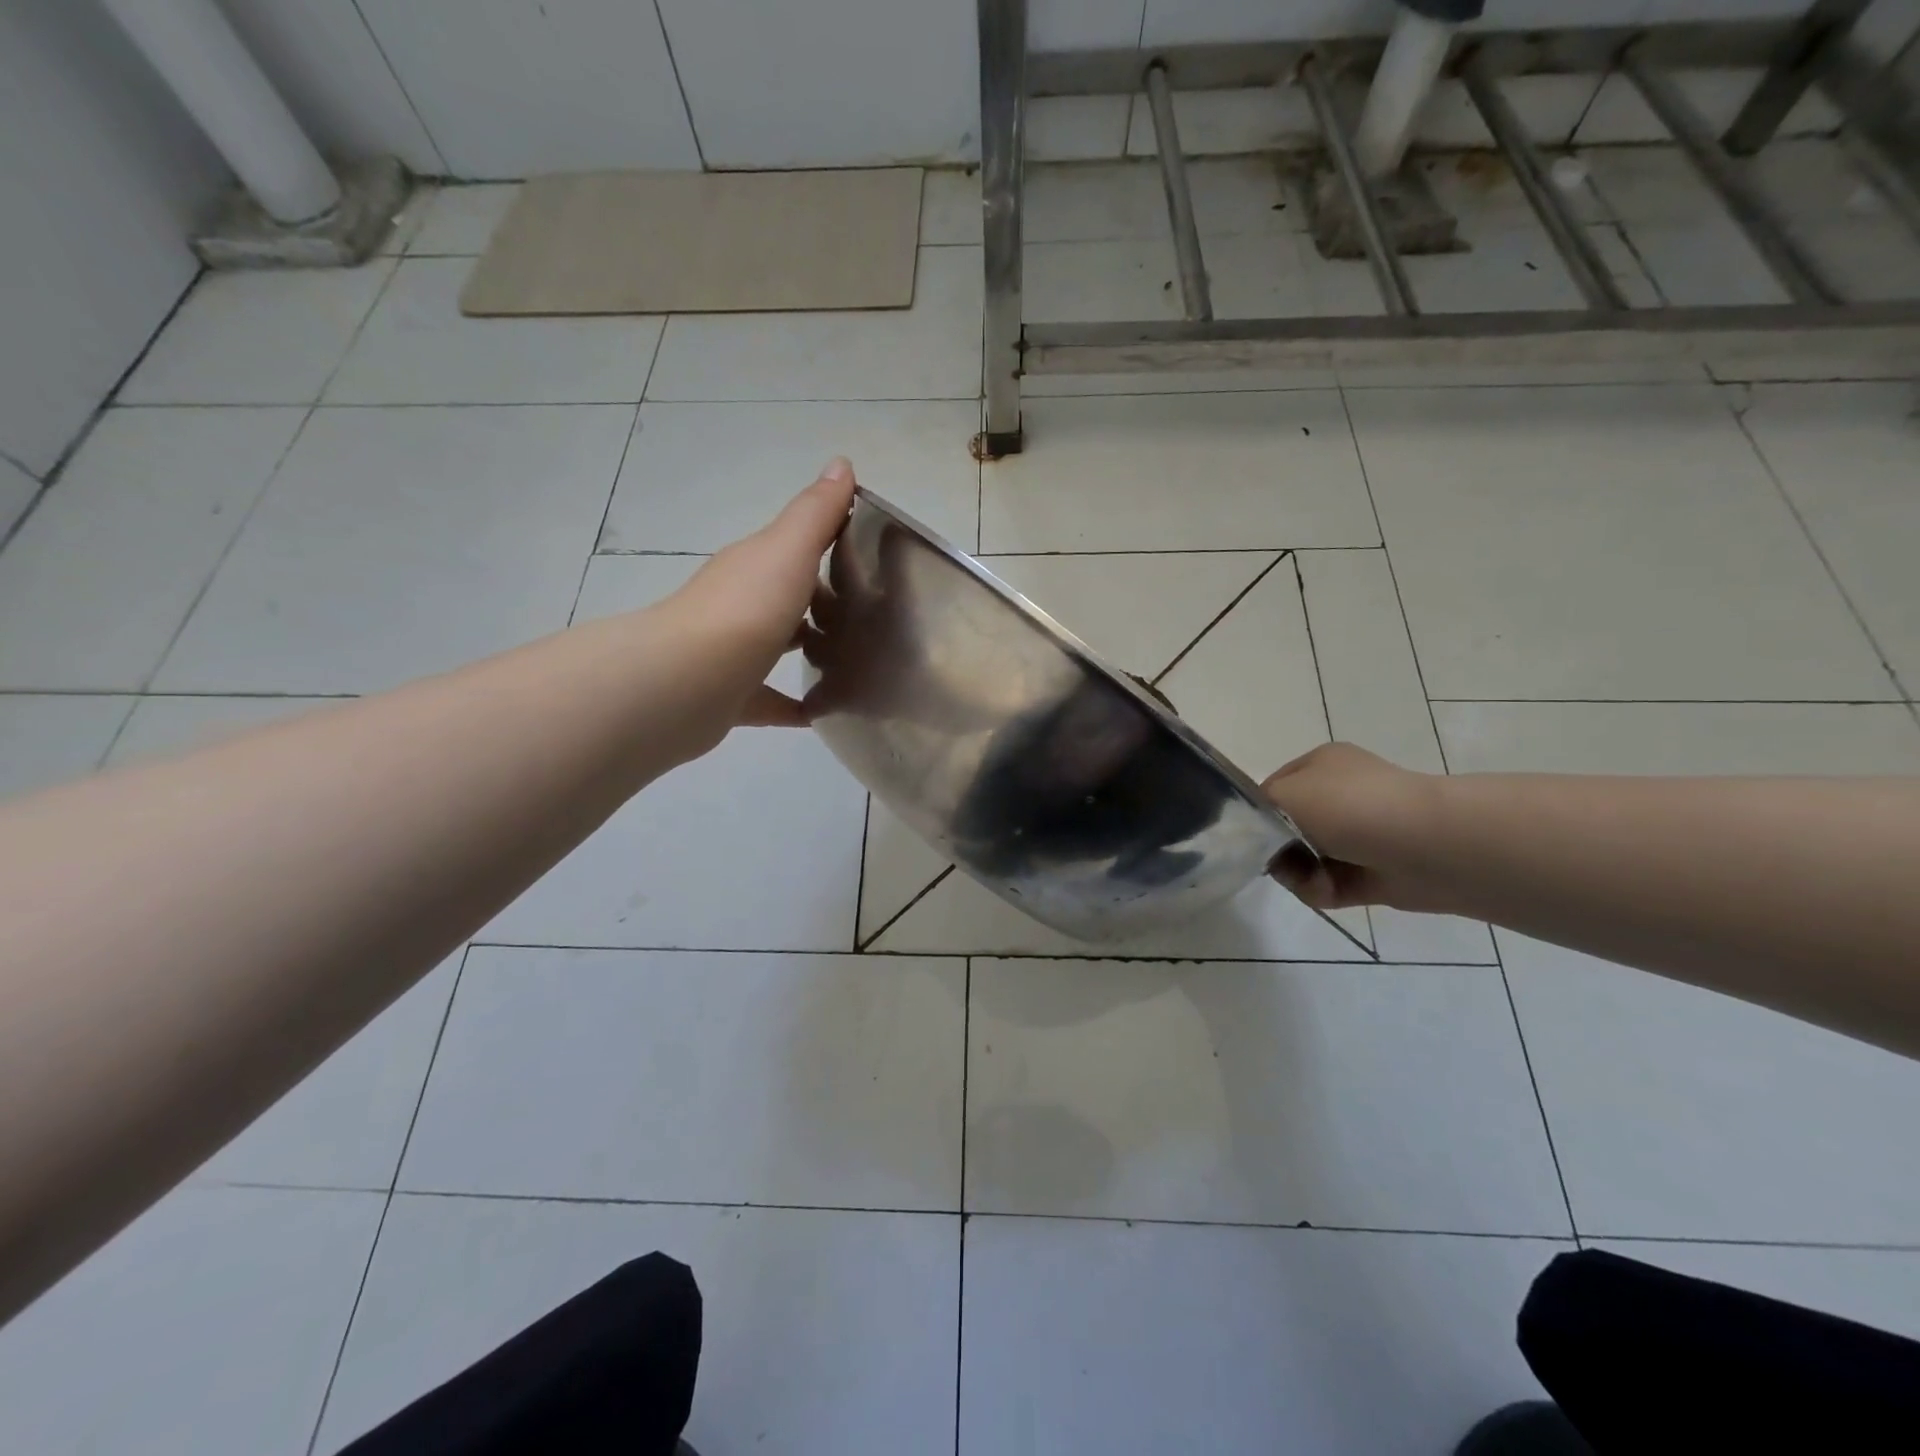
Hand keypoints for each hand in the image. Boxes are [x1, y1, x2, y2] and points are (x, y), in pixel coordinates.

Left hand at [661, 458, 855, 732]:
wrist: (687, 682)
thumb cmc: (747, 609)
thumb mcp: (789, 550)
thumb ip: (816, 513)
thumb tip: (841, 463)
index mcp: (753, 566)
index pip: (792, 548)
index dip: (827, 545)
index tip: (868, 558)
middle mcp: (739, 605)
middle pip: (785, 597)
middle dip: (821, 603)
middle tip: (870, 618)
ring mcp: (731, 653)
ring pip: (775, 646)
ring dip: (806, 650)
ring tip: (853, 664)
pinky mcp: (731, 699)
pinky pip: (769, 701)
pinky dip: (794, 707)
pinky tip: (823, 715)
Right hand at [1261, 742, 1448, 911]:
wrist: (1426, 845)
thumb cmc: (1349, 807)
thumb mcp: (1285, 793)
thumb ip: (1256, 808)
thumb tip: (1258, 833)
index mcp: (1322, 766)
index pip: (1272, 788)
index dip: (1256, 812)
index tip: (1246, 833)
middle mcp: (1339, 796)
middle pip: (1285, 828)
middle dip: (1277, 848)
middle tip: (1275, 858)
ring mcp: (1357, 835)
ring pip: (1304, 860)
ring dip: (1298, 873)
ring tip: (1308, 878)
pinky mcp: (1370, 874)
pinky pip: (1327, 885)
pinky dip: (1320, 890)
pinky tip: (1326, 889)